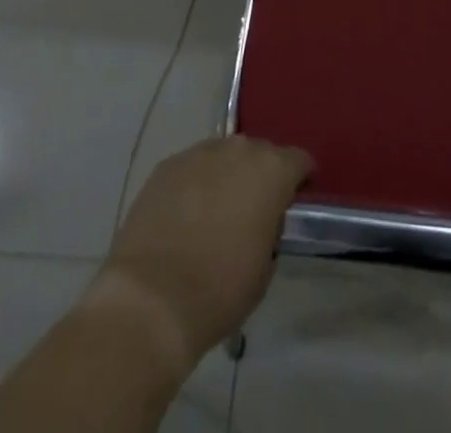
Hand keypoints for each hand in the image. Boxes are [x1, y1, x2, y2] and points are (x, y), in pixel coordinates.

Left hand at [92, 136, 312, 367]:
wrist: (151, 300)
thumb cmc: (220, 290)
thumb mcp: (265, 267)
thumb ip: (270, 230)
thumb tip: (262, 220)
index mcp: (272, 170)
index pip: (298, 160)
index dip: (299, 180)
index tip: (293, 201)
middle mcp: (239, 150)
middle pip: (259, 153)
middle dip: (260, 175)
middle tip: (253, 209)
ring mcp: (199, 153)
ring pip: (223, 156)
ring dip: (225, 176)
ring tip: (215, 211)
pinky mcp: (166, 166)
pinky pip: (192, 167)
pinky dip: (195, 184)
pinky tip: (185, 215)